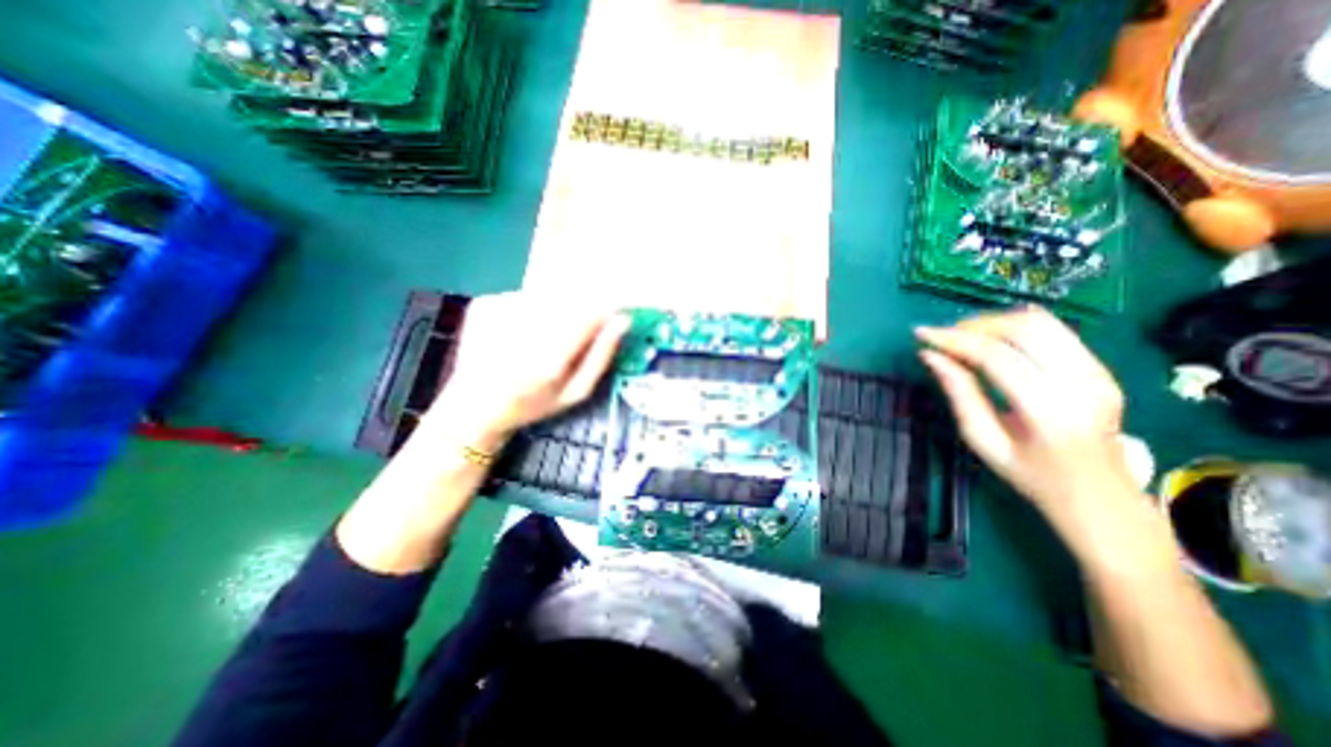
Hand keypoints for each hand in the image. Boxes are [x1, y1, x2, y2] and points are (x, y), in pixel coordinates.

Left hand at [427, 292, 631, 452]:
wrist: (471, 406)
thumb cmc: (532, 405)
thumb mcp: (575, 392)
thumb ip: (601, 356)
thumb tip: (623, 320)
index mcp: (549, 359)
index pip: (590, 315)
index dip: (603, 315)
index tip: (609, 322)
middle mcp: (523, 329)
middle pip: (570, 301)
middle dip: (578, 316)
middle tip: (568, 341)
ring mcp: (499, 311)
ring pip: (548, 297)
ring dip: (555, 313)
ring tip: (541, 341)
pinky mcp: (484, 304)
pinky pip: (525, 297)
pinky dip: (531, 311)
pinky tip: (520, 334)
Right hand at [922, 307, 1137, 538]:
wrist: (1100, 496)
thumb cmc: (1031, 475)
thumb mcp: (982, 440)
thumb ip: (958, 393)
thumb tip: (930, 357)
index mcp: (1047, 409)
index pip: (995, 356)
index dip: (954, 339)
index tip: (922, 334)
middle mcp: (1080, 383)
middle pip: (1023, 329)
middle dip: (974, 325)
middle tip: (943, 336)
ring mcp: (1098, 372)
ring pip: (1042, 322)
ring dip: (995, 322)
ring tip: (964, 336)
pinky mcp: (1101, 368)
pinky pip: (1055, 331)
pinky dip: (1015, 328)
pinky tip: (993, 341)